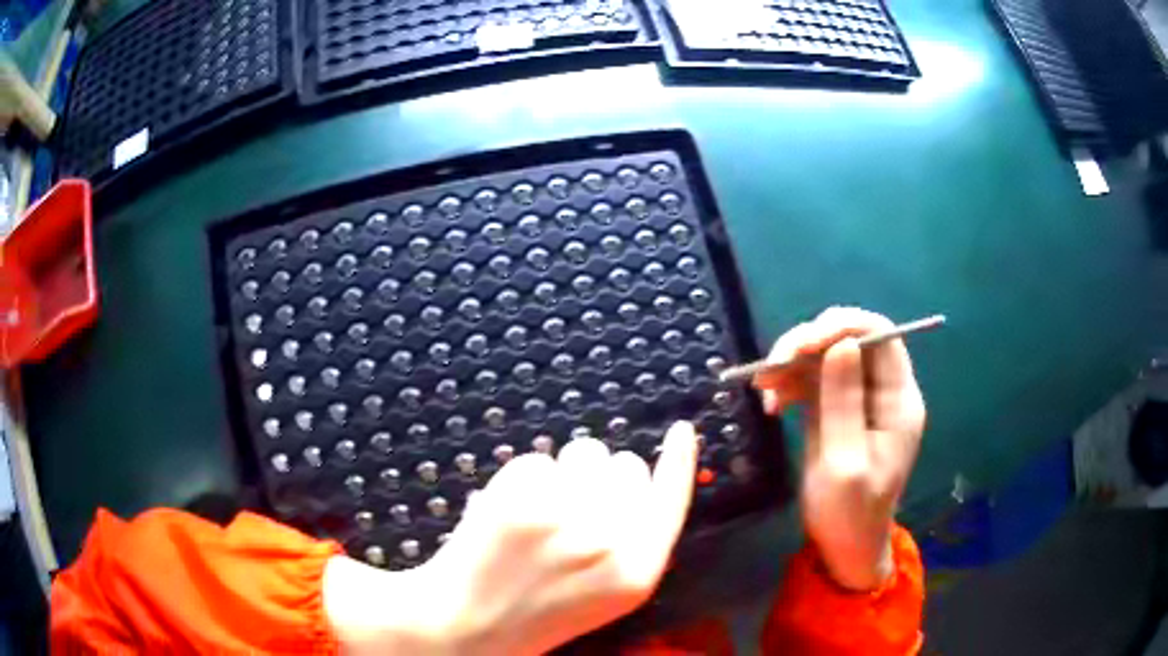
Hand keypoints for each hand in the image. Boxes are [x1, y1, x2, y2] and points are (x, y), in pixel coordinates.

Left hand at [325, 422, 699, 654]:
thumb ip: (635, 540)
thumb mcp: (609, 592)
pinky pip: (537, 459)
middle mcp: (608, 540)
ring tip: (542, 512)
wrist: (467, 625)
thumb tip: (640, 477)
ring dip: (567, 473)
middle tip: (573, 512)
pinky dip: (525, 480)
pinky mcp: (517, 498)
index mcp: (636, 571)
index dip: (679, 462)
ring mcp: (562, 515)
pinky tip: (511, 513)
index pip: (671, 498)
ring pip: (584, 451)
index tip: (681, 432)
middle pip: (626, 465)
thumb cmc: (540, 612)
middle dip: (603, 479)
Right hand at [753, 307, 924, 590]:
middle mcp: (882, 390)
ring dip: (792, 364)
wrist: (843, 547)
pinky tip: (771, 403)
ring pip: (826, 355)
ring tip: (763, 387)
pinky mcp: (837, 409)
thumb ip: (843, 402)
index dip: (843, 326)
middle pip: (849, 339)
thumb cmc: (849, 513)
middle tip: (771, 367)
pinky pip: (813, 379)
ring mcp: (859, 398)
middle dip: (808, 345)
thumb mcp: (844, 462)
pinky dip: (790, 383)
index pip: (880, 335)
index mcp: (898, 399)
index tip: (802, 343)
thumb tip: (841, 343)